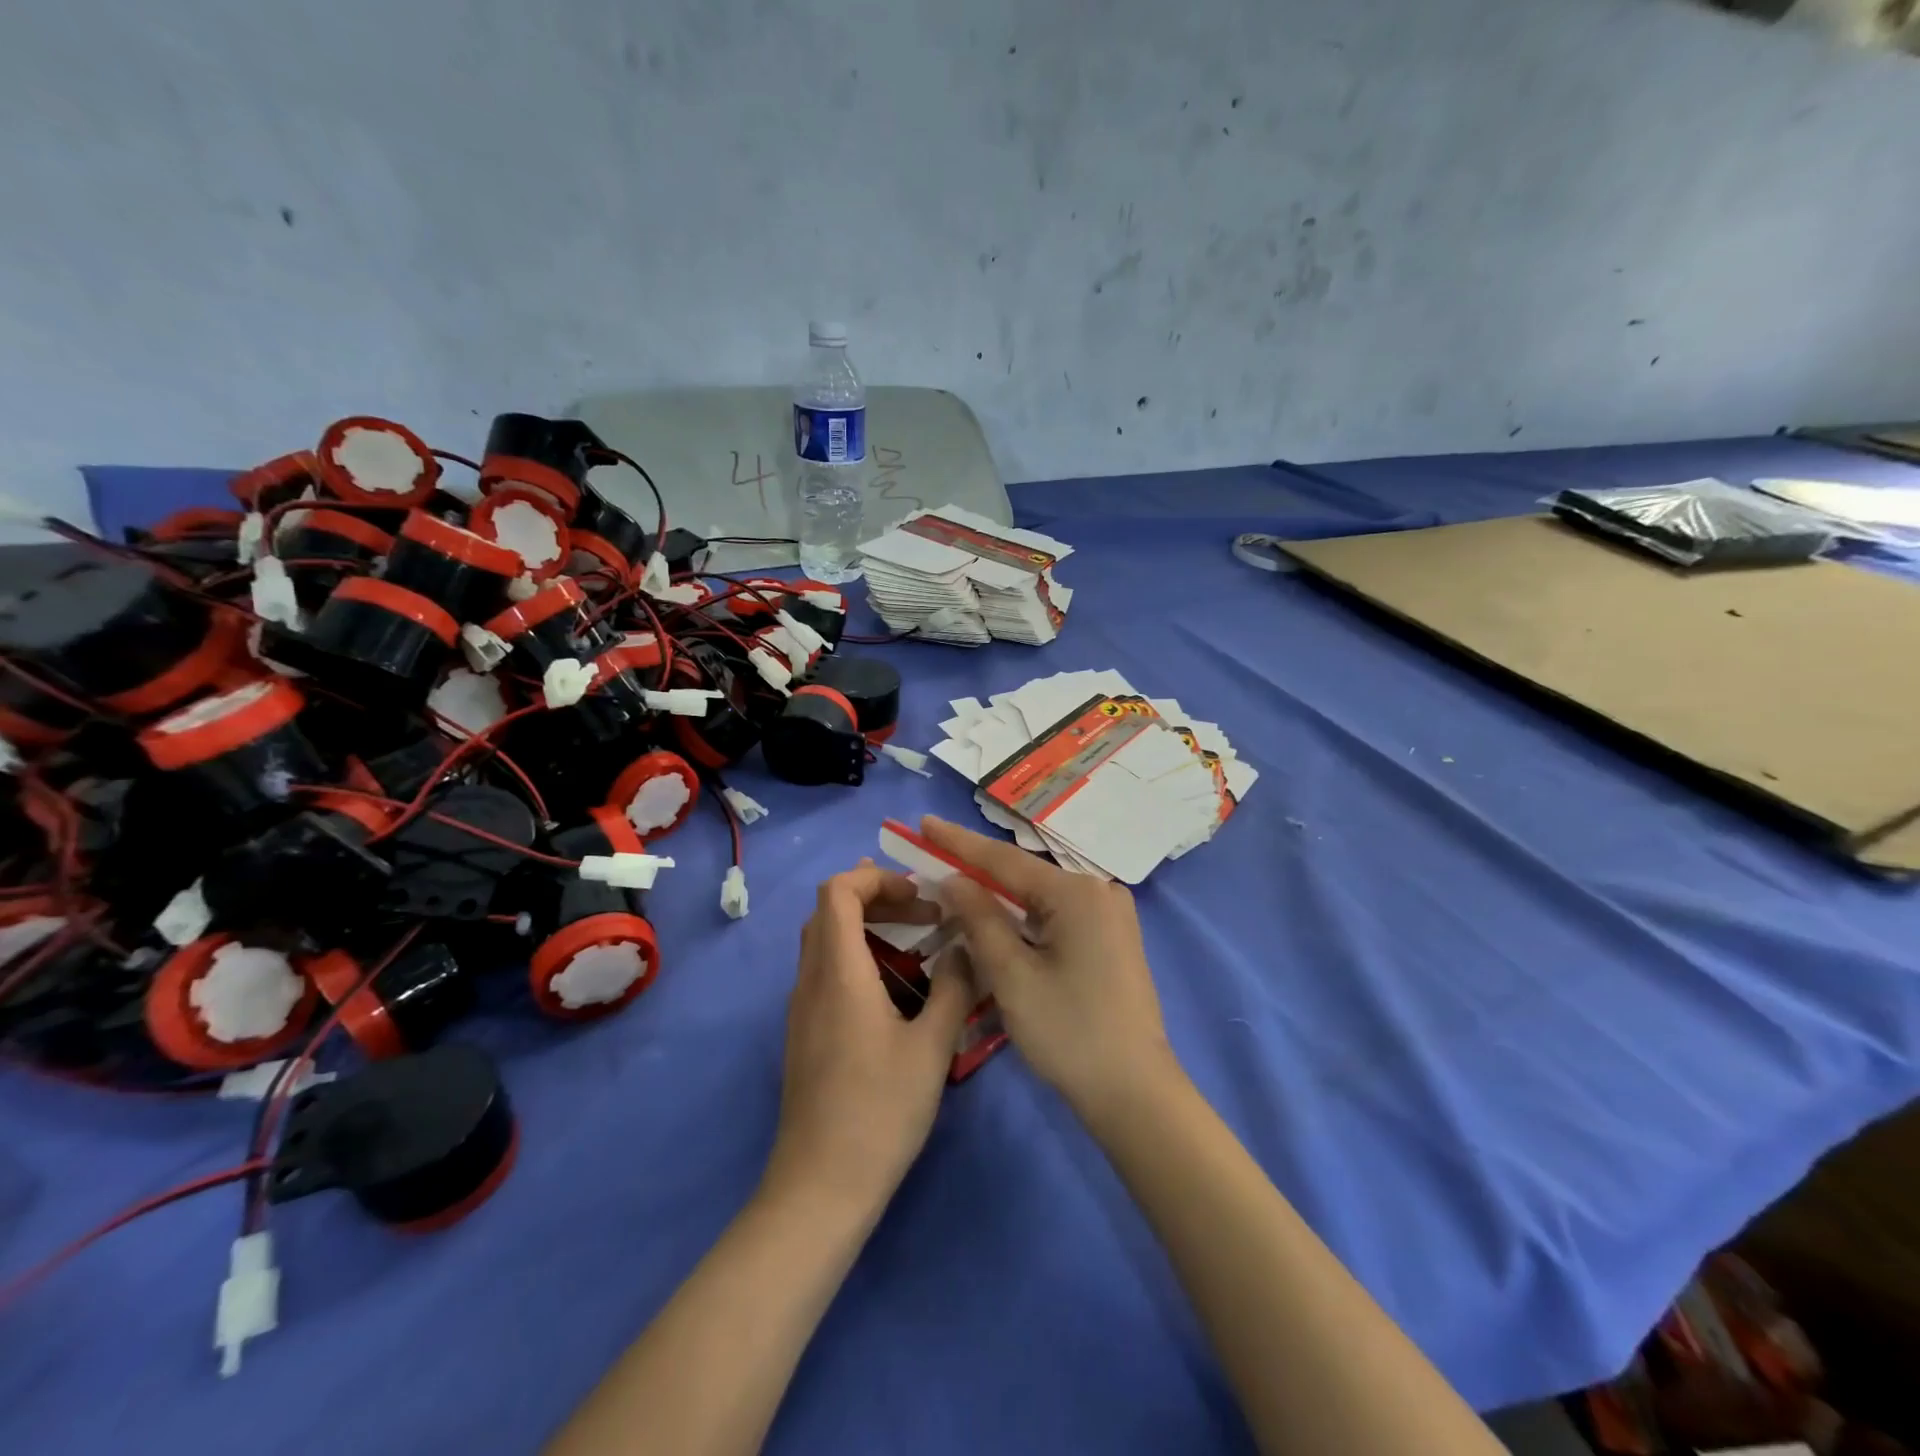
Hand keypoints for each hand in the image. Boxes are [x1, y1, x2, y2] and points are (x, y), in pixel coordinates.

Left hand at [764, 861, 974, 1216]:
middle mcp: (811, 980)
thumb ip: (954, 988)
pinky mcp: (804, 1032)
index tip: (919, 897)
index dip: (876, 878)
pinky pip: (825, 969)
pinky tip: (894, 989)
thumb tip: (964, 948)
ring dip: (867, 927)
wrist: (820, 1187)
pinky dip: (857, 956)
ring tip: (915, 943)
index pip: (837, 890)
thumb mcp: (932, 1048)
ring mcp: (802, 1007)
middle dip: (877, 897)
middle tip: (923, 914)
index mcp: (839, 972)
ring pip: (824, 939)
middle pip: (828, 909)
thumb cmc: (880, 1111)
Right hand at [921, 817, 1175, 1119]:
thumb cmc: (1069, 1033)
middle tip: (932, 857)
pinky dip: (1025, 917)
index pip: (1005, 860)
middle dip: (977, 871)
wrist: (1135, 1093)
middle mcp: (1099, 891)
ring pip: (1040, 897)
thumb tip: (954, 880)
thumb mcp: (1013, 976)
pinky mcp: (1113, 937)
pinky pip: (1058, 915)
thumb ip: (980, 920)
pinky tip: (998, 920)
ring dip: (1000, 897)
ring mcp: (1111, 914)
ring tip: (955, 886)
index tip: (924, 823)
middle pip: (1024, 875)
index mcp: (1077, 893)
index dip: (958, 842)